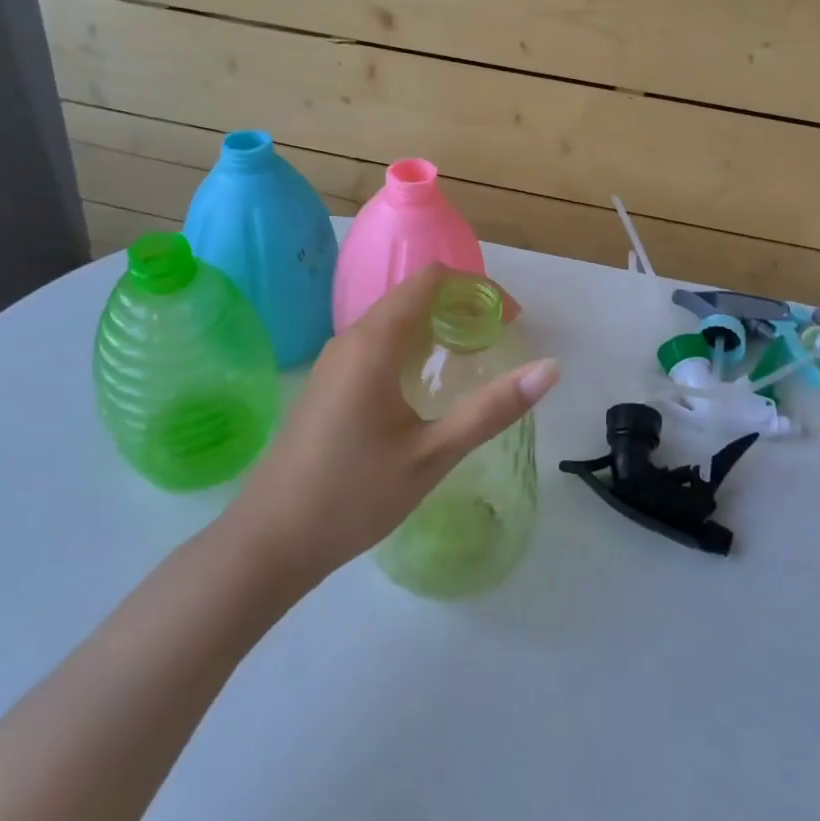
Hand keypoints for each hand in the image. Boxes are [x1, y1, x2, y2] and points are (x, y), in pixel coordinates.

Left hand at [222, 264, 560, 584]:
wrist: (269, 540)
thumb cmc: (353, 496)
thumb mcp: (432, 455)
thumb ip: (491, 409)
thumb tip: (549, 369)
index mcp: (374, 343)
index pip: (431, 280)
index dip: (476, 288)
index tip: (511, 319)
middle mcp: (351, 339)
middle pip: (414, 295)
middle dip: (462, 307)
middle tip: (501, 341)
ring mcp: (335, 361)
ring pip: (395, 320)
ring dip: (438, 327)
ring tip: (474, 360)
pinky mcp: (328, 383)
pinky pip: (378, 343)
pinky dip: (414, 346)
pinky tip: (429, 386)